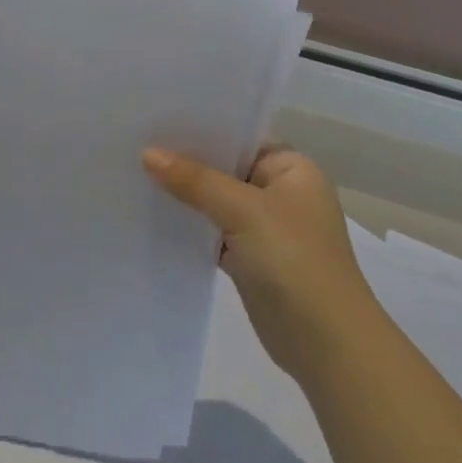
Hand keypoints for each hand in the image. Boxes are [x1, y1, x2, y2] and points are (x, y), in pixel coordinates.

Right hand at [143, 144, 374, 373]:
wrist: (325, 342)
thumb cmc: (293, 260)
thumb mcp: (243, 210)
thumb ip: (195, 180)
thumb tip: (148, 152)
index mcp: (293, 170)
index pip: (242, 138)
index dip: (202, 130)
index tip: (156, 121)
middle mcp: (282, 193)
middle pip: (226, 169)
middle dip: (187, 163)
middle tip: (137, 145)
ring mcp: (267, 228)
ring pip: (217, 202)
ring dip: (186, 196)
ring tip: (136, 175)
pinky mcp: (251, 259)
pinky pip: (214, 232)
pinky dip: (191, 227)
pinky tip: (155, 216)